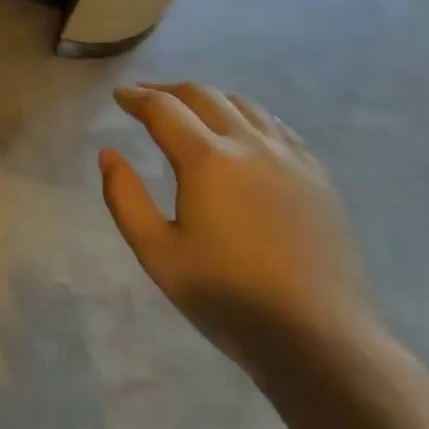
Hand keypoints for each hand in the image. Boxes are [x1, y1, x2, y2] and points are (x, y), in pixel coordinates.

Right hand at [99, 84, 370, 358]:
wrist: (319, 337)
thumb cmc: (227, 297)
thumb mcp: (157, 253)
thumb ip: (125, 198)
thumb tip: (109, 154)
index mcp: (207, 160)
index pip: (163, 108)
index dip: (136, 98)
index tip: (120, 95)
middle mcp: (249, 144)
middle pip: (203, 96)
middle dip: (168, 90)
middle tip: (146, 97)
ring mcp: (289, 157)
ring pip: (243, 105)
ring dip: (209, 99)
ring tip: (191, 110)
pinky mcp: (317, 176)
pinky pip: (277, 126)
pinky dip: (248, 116)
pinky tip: (243, 132)